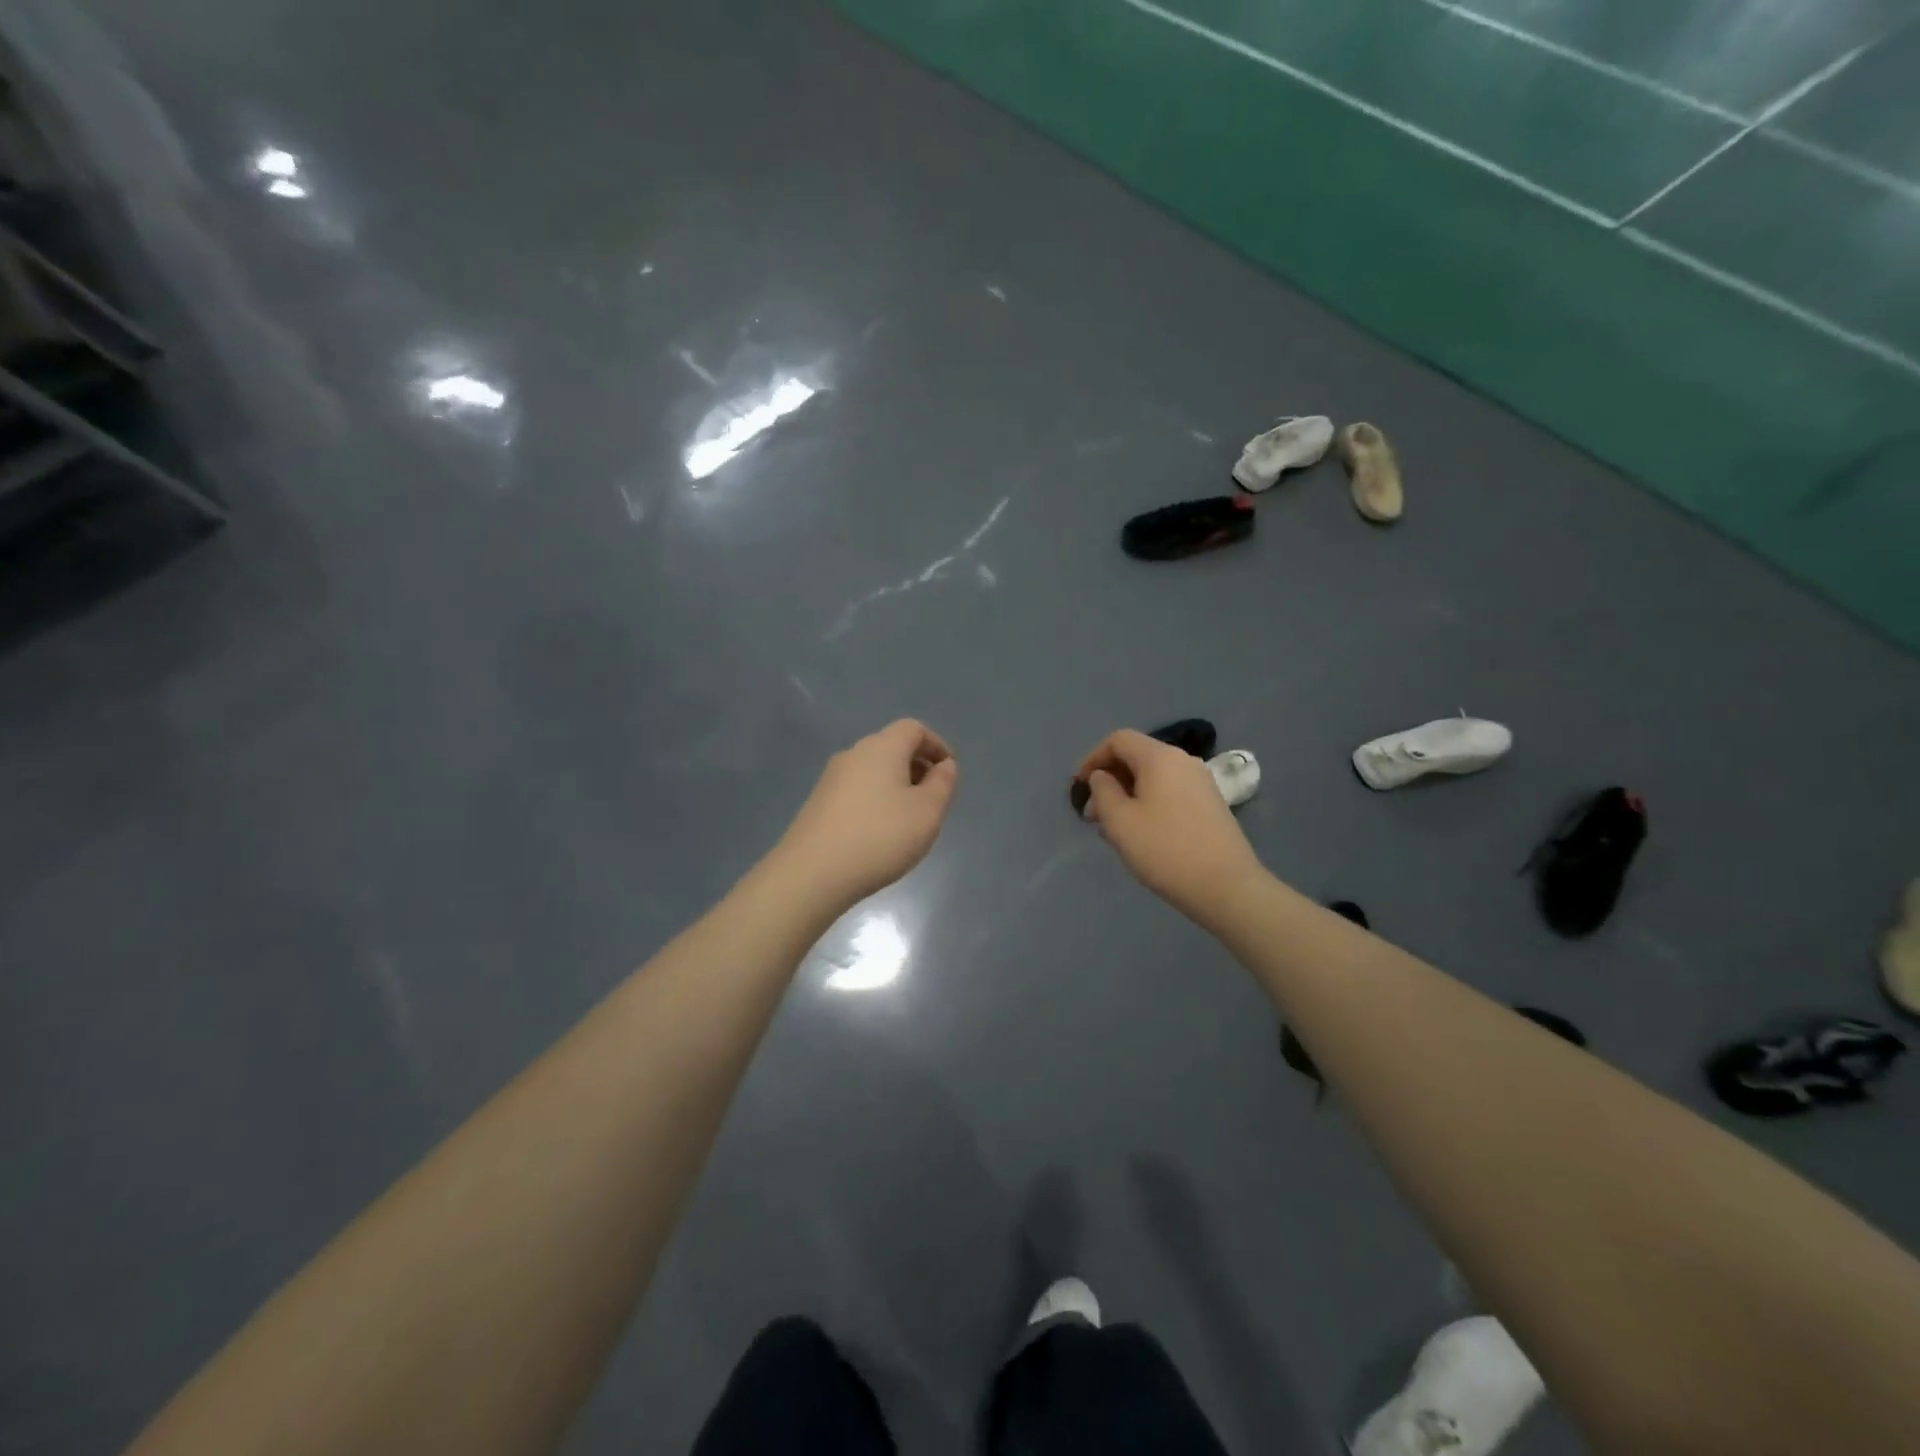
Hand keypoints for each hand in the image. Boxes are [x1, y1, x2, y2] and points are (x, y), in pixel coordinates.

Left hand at [773, 720, 958, 911]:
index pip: (913, 729)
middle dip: (917, 766)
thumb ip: (943, 784)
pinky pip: (856, 790)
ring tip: (909, 819)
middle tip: (933, 798)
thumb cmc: (880, 837)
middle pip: (891, 747)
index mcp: (882, 748)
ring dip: (896, 785)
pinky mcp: (818, 803)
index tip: (949, 771)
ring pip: (873, 770)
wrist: (812, 873)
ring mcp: (831, 778)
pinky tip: (879, 833)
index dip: (936, 745)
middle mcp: (853, 754)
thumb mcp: (927, 812)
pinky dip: (875, 800)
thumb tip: (945, 765)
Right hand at [1073, 729, 1264, 925]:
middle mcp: (1183, 761)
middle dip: (1109, 780)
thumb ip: (1102, 791)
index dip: (1093, 758)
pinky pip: (1170, 792)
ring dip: (1127, 795)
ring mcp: (1201, 783)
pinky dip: (1148, 803)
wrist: (1226, 887)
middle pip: (1137, 757)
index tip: (1079, 788)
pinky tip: (1141, 833)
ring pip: (1153, 777)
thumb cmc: (1165, 850)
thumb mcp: (1119, 821)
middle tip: (1093, 814)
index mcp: (1160, 757)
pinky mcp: (1210, 805)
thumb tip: (1102, 777)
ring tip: (1113, 828)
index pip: (1118, 740)